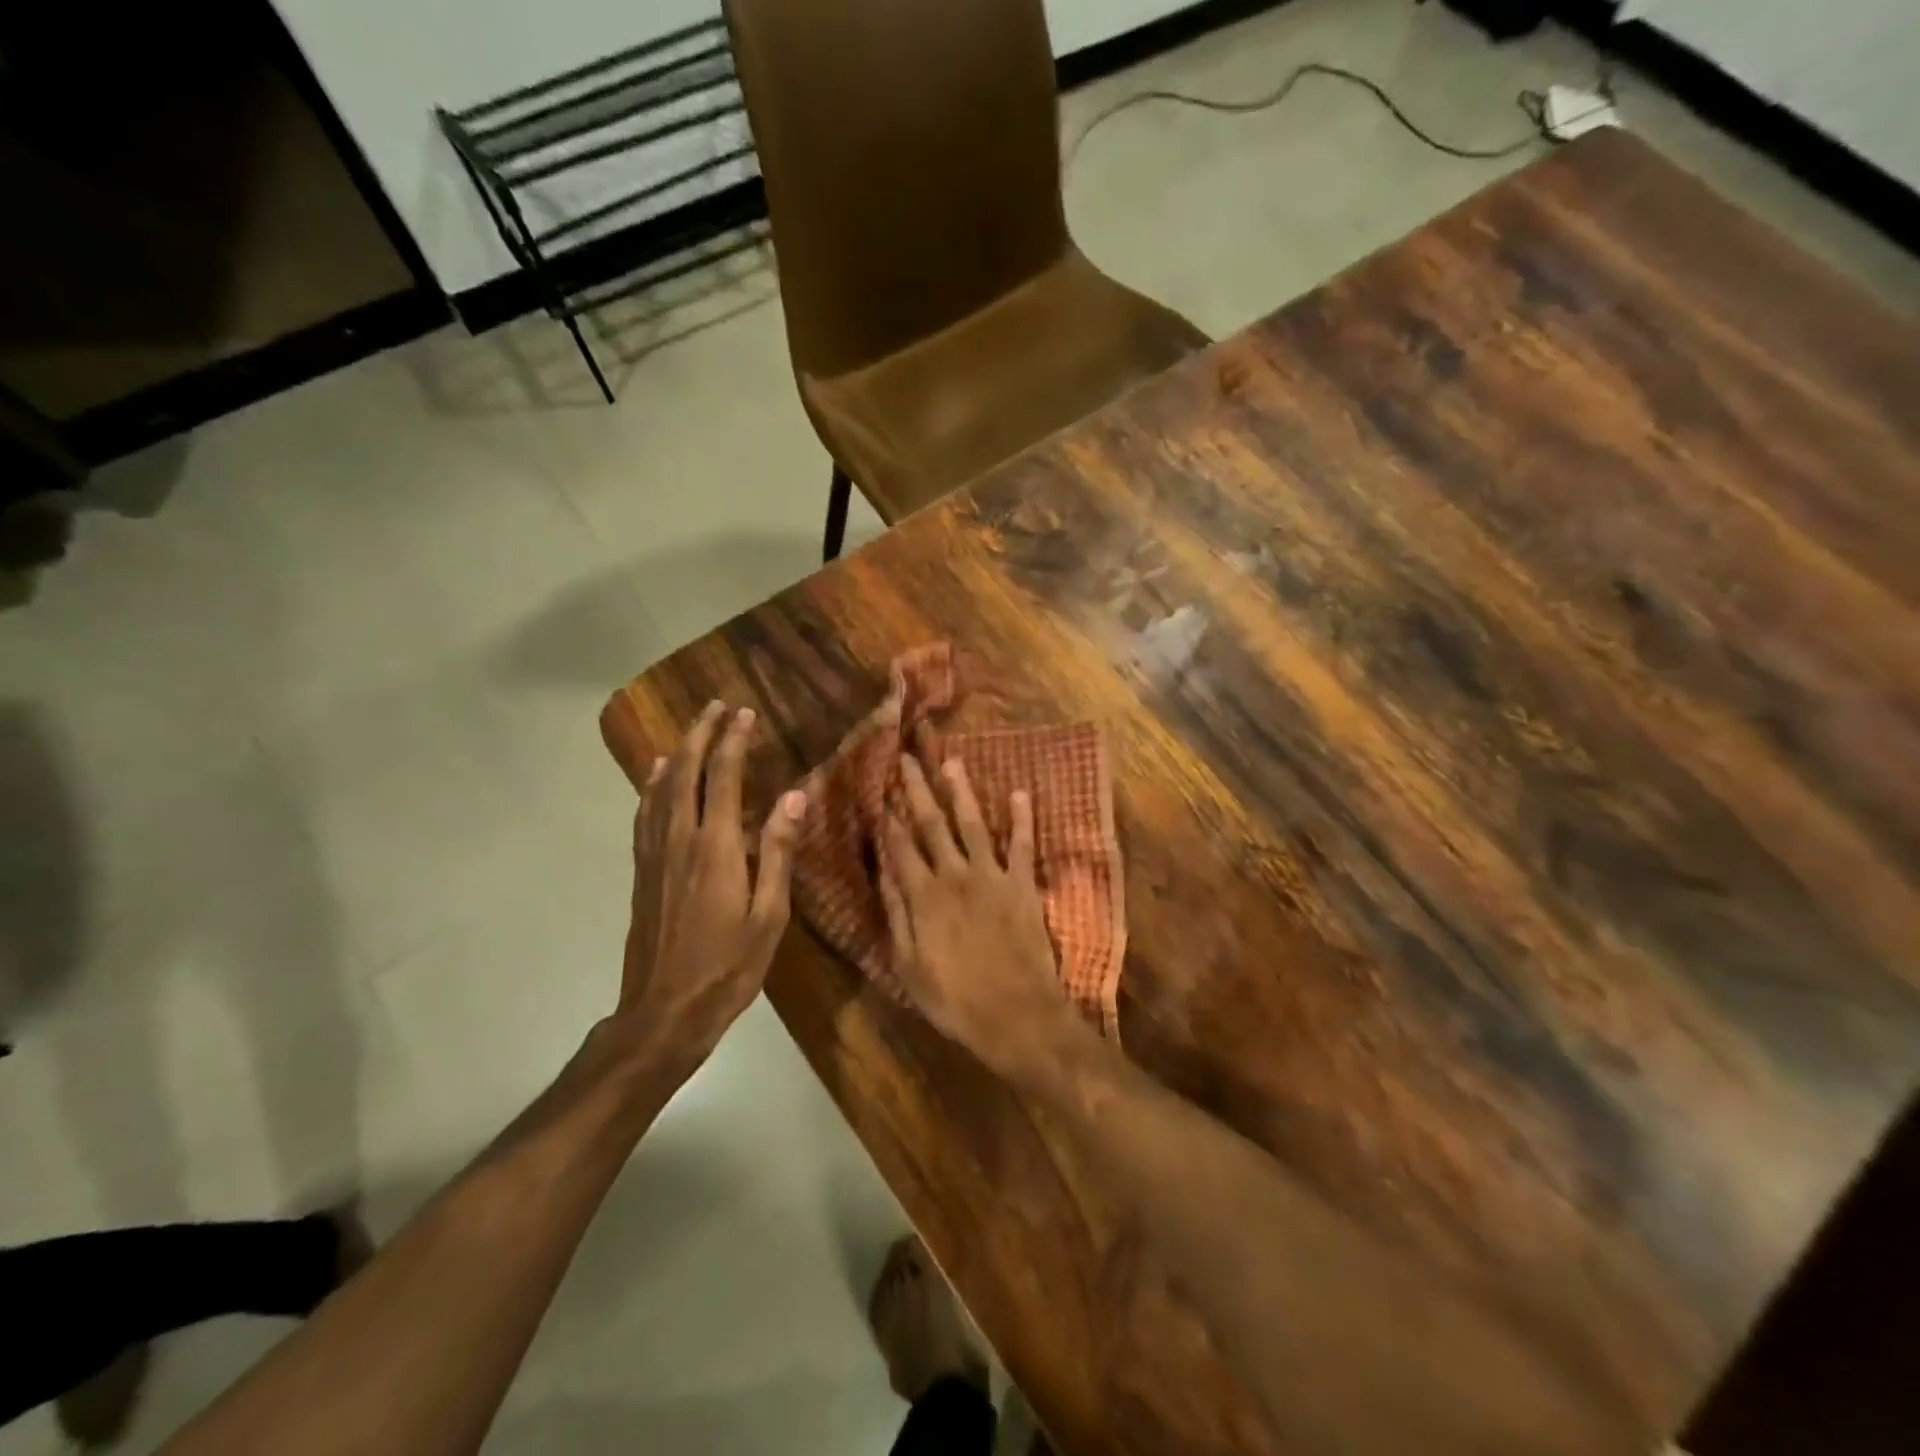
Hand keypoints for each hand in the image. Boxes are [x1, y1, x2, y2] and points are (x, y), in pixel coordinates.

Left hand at [614, 701, 806, 1086]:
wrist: (664, 1012)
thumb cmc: (728, 966)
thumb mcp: (769, 914)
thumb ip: (778, 851)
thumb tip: (795, 796)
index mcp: (716, 848)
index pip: (724, 777)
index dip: (734, 741)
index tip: (746, 713)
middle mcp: (680, 840)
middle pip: (685, 772)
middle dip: (701, 734)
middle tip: (717, 705)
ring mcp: (655, 854)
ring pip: (660, 788)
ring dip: (676, 752)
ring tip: (692, 728)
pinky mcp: (642, 871)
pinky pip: (645, 814)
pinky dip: (650, 785)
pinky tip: (654, 775)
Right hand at [878, 756, 1077, 1076]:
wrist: (1017, 1016)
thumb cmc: (955, 1000)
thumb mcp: (908, 967)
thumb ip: (896, 915)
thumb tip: (883, 872)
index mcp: (923, 896)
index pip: (900, 847)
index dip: (888, 818)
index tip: (880, 790)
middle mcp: (955, 875)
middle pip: (932, 825)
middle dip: (917, 791)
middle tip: (907, 759)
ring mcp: (992, 876)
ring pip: (973, 824)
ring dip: (961, 791)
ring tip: (951, 761)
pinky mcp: (1022, 885)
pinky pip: (1022, 845)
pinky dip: (1022, 819)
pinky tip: (1020, 793)